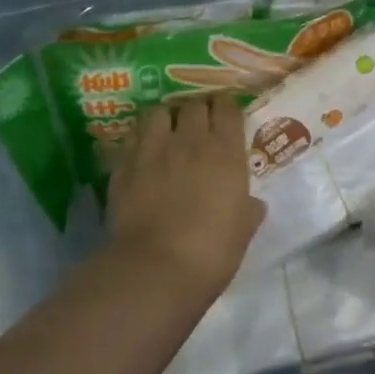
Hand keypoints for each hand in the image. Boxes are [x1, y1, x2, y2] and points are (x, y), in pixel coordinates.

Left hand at [103, 95, 266, 310]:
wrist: (156, 269)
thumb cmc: (212, 250)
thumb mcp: (244, 229)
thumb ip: (249, 208)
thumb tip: (251, 203)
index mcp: (225, 151)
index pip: (227, 108)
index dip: (227, 108)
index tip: (228, 115)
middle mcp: (189, 140)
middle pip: (193, 104)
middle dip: (198, 110)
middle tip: (200, 126)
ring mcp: (152, 150)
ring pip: (157, 112)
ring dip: (165, 119)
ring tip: (167, 133)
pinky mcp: (122, 166)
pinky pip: (130, 139)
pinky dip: (138, 141)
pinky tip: (142, 155)